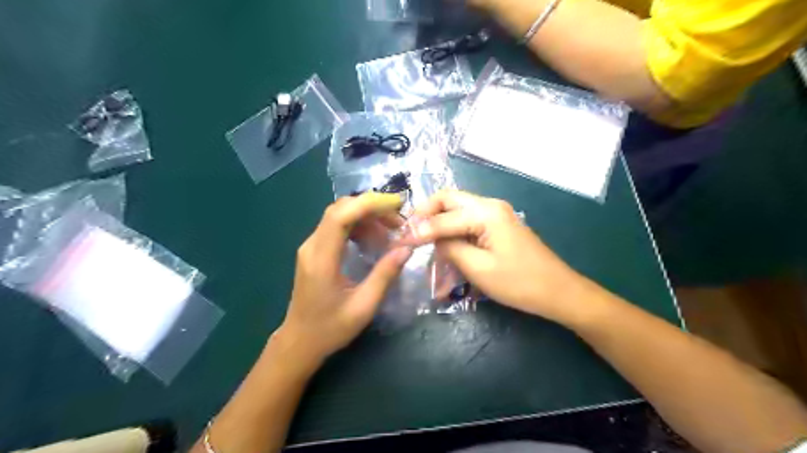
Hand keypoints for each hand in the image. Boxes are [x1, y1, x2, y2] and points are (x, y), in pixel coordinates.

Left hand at [277, 192, 411, 369]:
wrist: (300, 341)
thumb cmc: (330, 328)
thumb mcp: (363, 306)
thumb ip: (385, 275)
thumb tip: (407, 248)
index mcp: (321, 259)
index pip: (340, 216)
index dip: (368, 204)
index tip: (396, 205)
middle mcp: (312, 246)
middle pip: (340, 209)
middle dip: (371, 208)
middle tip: (398, 221)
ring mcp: (311, 246)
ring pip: (339, 215)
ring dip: (367, 217)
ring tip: (391, 232)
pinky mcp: (315, 250)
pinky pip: (337, 227)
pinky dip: (359, 226)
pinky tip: (374, 240)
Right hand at [407, 189, 590, 323]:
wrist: (558, 291)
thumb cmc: (519, 282)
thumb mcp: (478, 268)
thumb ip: (449, 247)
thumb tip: (431, 237)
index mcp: (485, 212)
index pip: (442, 217)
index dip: (418, 230)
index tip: (398, 241)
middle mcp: (490, 205)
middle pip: (448, 199)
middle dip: (426, 213)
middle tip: (410, 232)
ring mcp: (496, 214)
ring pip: (457, 208)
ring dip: (438, 221)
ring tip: (422, 239)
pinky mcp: (498, 225)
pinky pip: (468, 220)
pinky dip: (452, 229)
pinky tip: (444, 244)